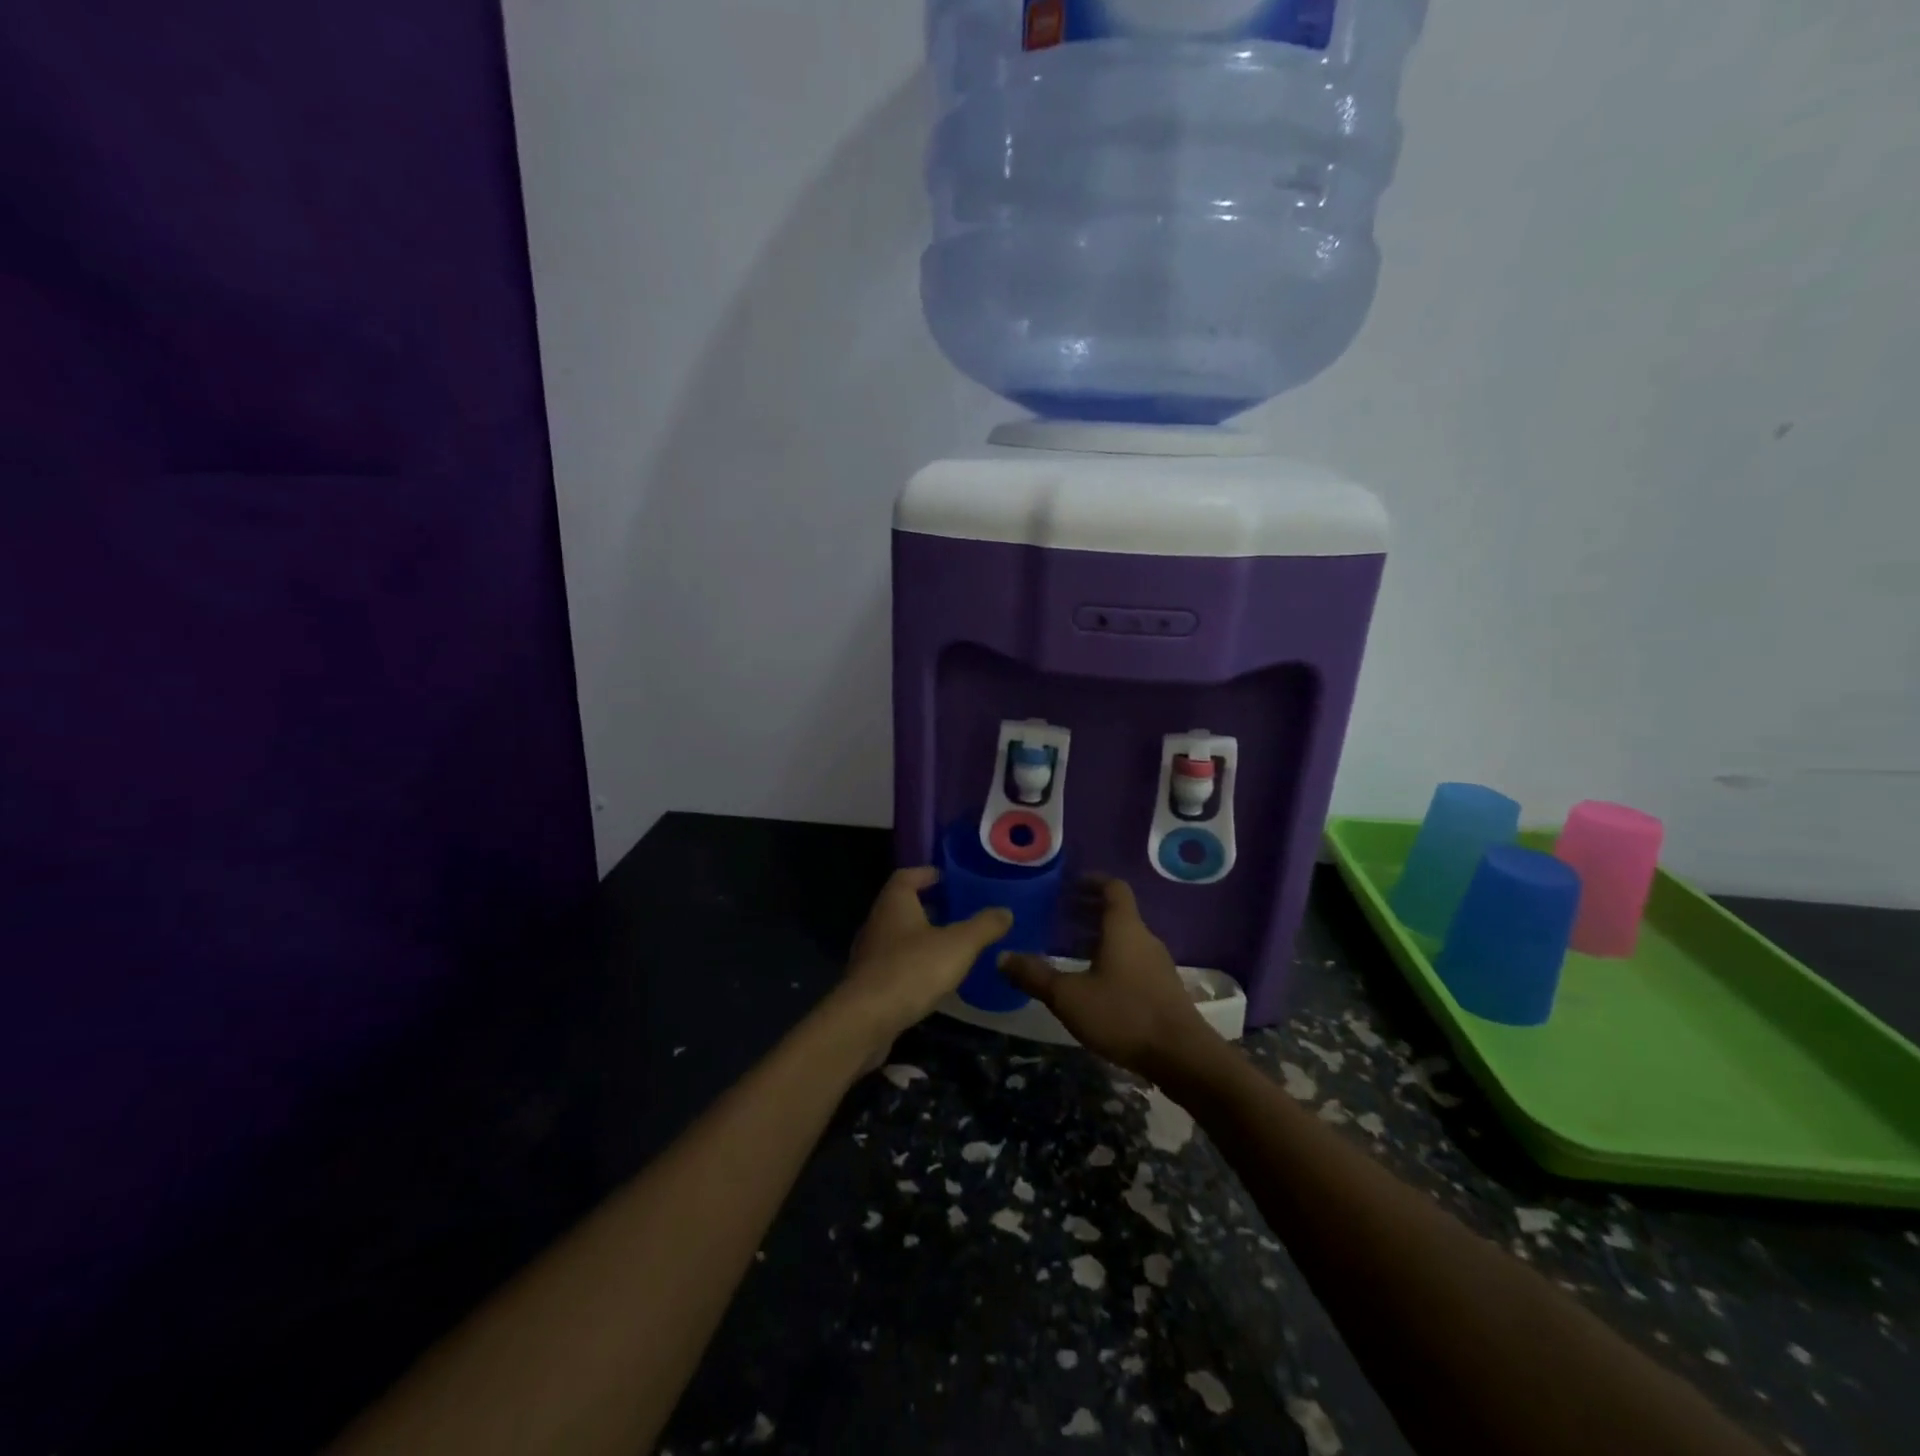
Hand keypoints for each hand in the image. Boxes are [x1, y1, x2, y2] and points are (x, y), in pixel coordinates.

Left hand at [829, 867, 1012, 1062]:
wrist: (866, 1020)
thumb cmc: (912, 969)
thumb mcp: (958, 945)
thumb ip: (984, 926)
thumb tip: (1005, 911)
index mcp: (895, 902)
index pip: (908, 876)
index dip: (929, 874)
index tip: (951, 880)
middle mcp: (878, 922)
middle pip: (904, 906)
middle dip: (931, 907)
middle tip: (960, 913)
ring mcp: (870, 954)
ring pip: (899, 936)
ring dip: (923, 938)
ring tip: (953, 946)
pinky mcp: (869, 983)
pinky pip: (895, 964)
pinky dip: (915, 965)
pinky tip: (934, 979)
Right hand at [999, 878, 1215, 1079]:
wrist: (1182, 1057)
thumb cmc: (1124, 1014)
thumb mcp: (1069, 997)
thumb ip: (1035, 976)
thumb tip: (1002, 956)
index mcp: (1124, 928)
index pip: (1113, 888)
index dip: (1093, 881)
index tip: (1070, 883)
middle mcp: (1144, 938)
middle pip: (1118, 912)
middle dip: (1090, 909)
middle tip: (1060, 914)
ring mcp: (1157, 964)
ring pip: (1126, 938)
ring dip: (1100, 936)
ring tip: (1070, 947)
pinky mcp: (1162, 989)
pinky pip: (1133, 959)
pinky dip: (1112, 957)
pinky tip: (1094, 980)